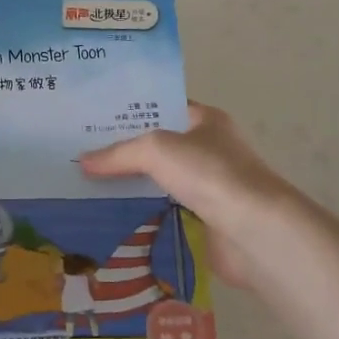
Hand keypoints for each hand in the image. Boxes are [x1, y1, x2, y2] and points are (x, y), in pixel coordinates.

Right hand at [78, 103, 302, 289]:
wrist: (255, 231)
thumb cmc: (210, 174)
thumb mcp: (157, 150)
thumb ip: (119, 153)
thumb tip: (83, 161)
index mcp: (205, 120)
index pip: (163, 107)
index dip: (131, 110)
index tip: (95, 118)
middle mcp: (209, 149)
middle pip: (158, 146)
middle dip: (124, 151)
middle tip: (82, 153)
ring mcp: (209, 187)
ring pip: (160, 181)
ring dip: (131, 186)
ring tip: (87, 185)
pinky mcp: (205, 221)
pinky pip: (165, 212)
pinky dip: (143, 214)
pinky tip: (112, 216)